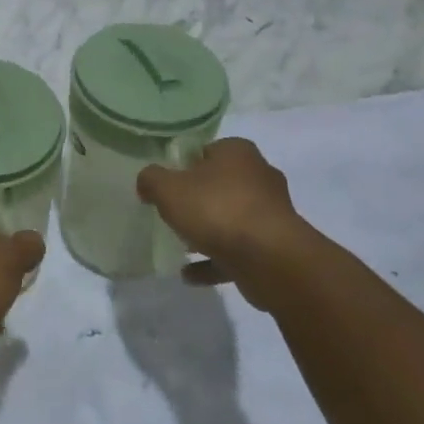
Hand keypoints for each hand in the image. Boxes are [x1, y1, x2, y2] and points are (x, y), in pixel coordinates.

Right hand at [136, 138, 312, 309]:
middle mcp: (260, 176)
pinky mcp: (276, 247)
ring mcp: (271, 214)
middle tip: (174, 212)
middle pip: (221, 184)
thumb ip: (151, 180)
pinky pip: (238, 251)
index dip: (185, 164)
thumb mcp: (168, 189)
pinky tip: (190, 274)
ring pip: (231, 219)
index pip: (207, 150)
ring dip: (208, 232)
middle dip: (199, 199)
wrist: (271, 260)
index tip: (168, 183)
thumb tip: (147, 181)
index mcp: (237, 152)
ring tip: (181, 246)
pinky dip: (215, 260)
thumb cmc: (217, 210)